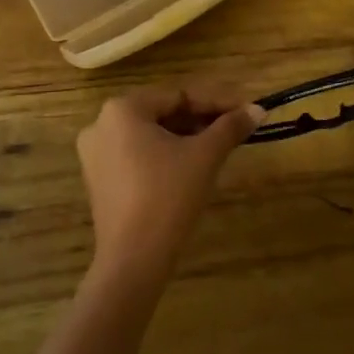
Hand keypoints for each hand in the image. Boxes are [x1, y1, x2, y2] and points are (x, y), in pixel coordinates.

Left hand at [76, 83, 262, 280]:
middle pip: (162, 113)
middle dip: (201, 119)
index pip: (179, 95)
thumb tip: (258, 109)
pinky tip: (190, 167)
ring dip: (185, 137)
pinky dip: (164, 155)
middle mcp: (101, 124)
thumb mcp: (205, 156)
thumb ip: (231, 127)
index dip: (217, 102)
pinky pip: (137, 155)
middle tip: (236, 129)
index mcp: (122, 109)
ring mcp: (95, 154)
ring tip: (219, 146)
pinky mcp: (99, 180)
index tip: (247, 110)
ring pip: (150, 135)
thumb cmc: (168, 196)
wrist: (134, 258)